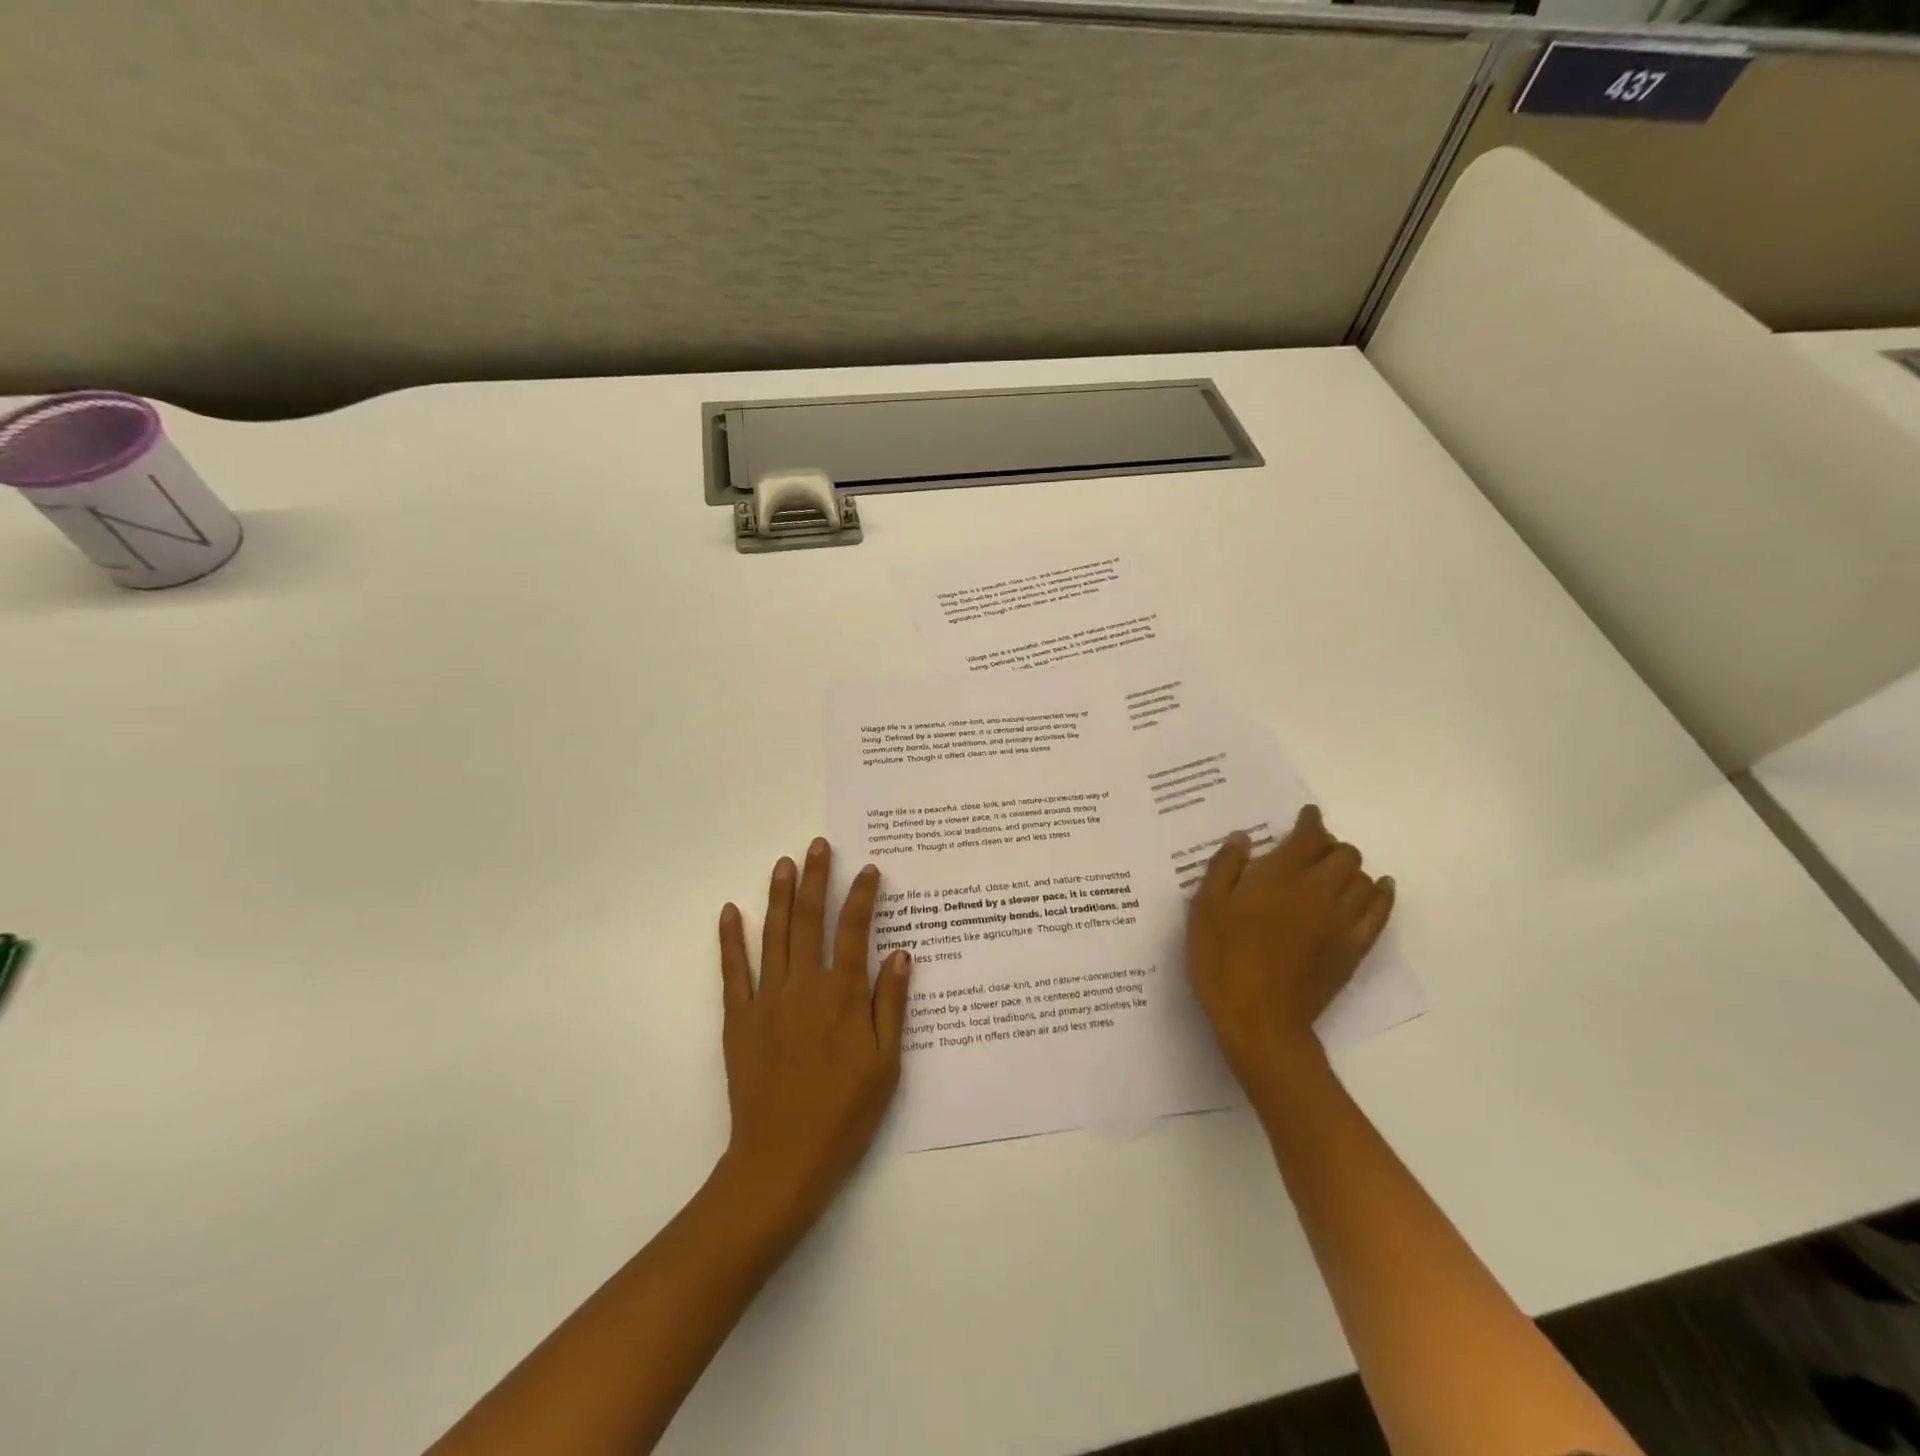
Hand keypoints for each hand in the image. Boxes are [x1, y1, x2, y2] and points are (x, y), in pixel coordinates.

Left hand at [715, 838, 911, 1234]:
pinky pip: (733, 971)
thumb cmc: (845, 1113)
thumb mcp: (886, 1064)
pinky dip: (731, 939)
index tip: (869, 869)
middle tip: (818, 846)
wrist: (783, 1159)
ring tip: (784, 863)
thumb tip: (901, 954)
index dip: (863, 896)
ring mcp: (767, 999)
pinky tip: (730, 912)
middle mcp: (805, 985)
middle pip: (810, 920)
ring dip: (779, 895)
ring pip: (774, 935)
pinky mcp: (738, 1019)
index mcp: (843, 995)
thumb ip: (891, 1005)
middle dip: (816, 879)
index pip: (856, 931)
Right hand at [1185, 805, 1394, 1099]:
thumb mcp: (1205, 908)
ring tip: (1333, 872)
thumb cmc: (1223, 959)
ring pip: (1364, 878)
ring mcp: (1341, 921)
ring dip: (1351, 868)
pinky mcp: (1354, 949)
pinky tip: (1378, 888)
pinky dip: (1382, 894)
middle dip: (1329, 845)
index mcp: (1280, 876)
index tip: (1306, 815)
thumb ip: (1225, 867)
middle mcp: (1318, 891)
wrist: (1259, 1019)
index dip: (1310, 821)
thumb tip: (1244, 837)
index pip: (1307, 836)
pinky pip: (1380, 912)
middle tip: (1310, 850)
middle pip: (1343, 854)